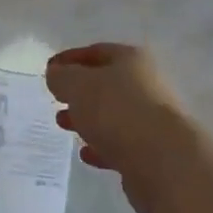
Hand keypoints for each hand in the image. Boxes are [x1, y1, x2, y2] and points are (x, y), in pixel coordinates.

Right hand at [46, 43, 198, 212]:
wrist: (163, 161)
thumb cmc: (117, 111)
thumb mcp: (78, 86)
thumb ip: (62, 77)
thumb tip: (56, 74)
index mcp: (131, 59)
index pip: (96, 51)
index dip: (70, 59)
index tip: (49, 70)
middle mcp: (145, 84)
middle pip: (106, 83)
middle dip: (78, 91)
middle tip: (55, 99)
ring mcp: (151, 118)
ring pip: (112, 114)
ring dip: (87, 118)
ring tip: (63, 125)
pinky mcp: (152, 151)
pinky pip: (120, 143)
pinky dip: (101, 146)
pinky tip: (86, 154)